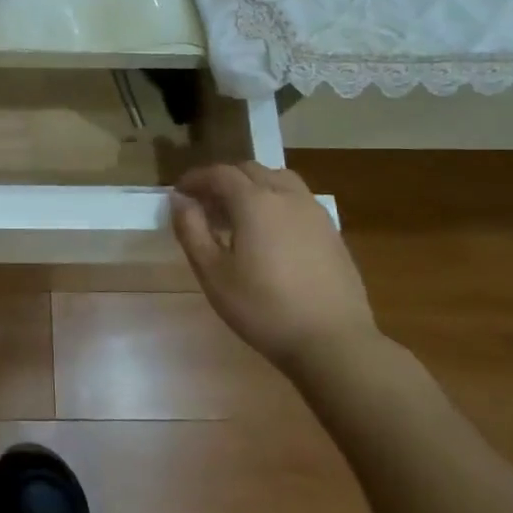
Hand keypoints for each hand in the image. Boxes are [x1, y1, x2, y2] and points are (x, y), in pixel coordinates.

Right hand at [172, 163, 376, 375]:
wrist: (333, 342)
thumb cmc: (263, 308)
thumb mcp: (213, 273)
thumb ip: (192, 230)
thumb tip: (180, 201)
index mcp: (254, 202)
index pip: (219, 174)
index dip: (196, 178)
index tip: (180, 193)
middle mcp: (286, 196)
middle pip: (250, 171)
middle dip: (224, 180)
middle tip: (206, 204)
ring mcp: (314, 212)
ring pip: (279, 180)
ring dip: (253, 186)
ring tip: (239, 213)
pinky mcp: (332, 232)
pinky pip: (298, 200)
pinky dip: (276, 201)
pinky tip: (271, 233)